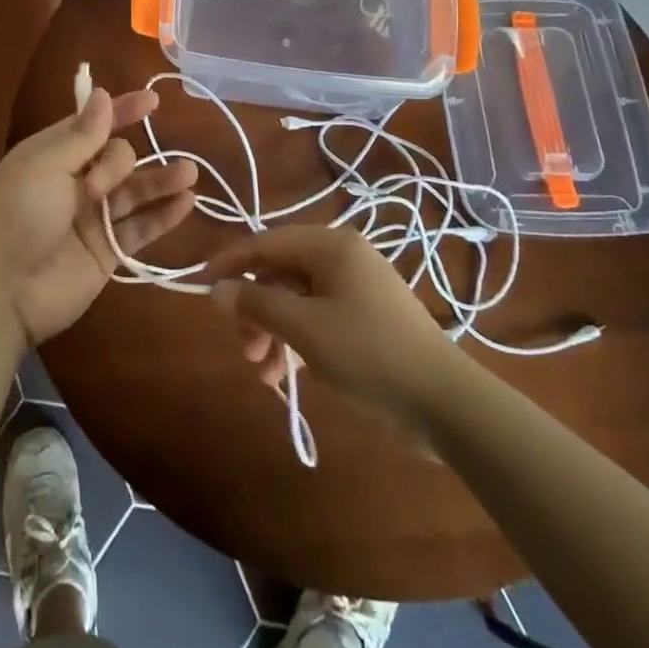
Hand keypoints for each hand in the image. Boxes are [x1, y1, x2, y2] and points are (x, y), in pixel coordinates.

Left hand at [0, 87, 198, 346]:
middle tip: (98, 188)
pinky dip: (164, 214)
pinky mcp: (109, 250)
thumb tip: (101, 94)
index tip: (152, 101)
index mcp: (53, 154)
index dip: (122, 110)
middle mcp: (76, 181)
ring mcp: (94, 217)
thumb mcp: (44, 166)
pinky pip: (142, 227)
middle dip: (118, 163)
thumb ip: (82, 135)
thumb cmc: (18, 217)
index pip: (94, 124)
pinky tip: (187, 201)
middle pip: (117, 156)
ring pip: (136, 190)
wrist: (3, 292)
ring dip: (161, 179)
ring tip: (188, 171)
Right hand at [204, 225, 453, 434]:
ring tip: (264, 373)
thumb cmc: (369, 353)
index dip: (231, 263)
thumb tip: (217, 290)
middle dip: (256, 310)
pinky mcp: (365, 319)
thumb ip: (257, 303)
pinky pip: (316, 319)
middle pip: (280, 273)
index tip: (202, 286)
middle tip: (243, 348)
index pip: (266, 242)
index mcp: (330, 245)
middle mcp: (342, 258)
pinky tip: (285, 375)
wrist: (446, 404)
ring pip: (296, 300)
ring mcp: (356, 289)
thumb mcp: (304, 328)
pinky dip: (296, 342)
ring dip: (273, 332)